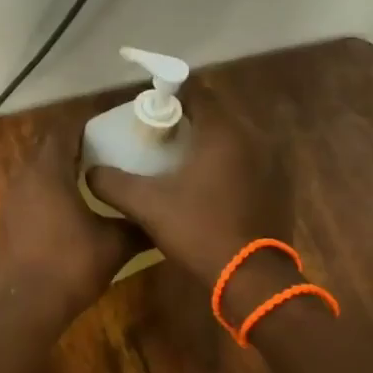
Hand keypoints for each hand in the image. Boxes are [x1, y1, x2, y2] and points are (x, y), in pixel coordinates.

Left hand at [0, 132, 142, 327]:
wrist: (28, 305)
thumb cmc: (72, 265)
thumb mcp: (115, 244)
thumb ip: (138, 223)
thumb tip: (163, 215)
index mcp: (48, 172)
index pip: (64, 132)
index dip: (86, 125)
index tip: (111, 128)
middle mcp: (25, 178)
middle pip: (48, 148)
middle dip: (75, 145)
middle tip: (107, 149)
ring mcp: (13, 199)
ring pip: (38, 171)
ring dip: (61, 168)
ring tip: (93, 175)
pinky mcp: (9, 220)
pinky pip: (31, 191)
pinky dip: (49, 189)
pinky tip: (72, 205)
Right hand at [83, 81, 289, 284]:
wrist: (252, 279)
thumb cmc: (199, 231)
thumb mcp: (147, 206)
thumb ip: (113, 184)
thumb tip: (90, 172)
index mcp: (224, 132)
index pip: (196, 93)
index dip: (170, 96)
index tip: (149, 110)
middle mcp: (255, 137)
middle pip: (216, 113)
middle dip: (189, 119)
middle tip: (160, 136)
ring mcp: (273, 161)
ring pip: (234, 137)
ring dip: (209, 142)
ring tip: (182, 160)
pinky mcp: (281, 184)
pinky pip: (249, 159)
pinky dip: (229, 162)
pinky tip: (210, 185)